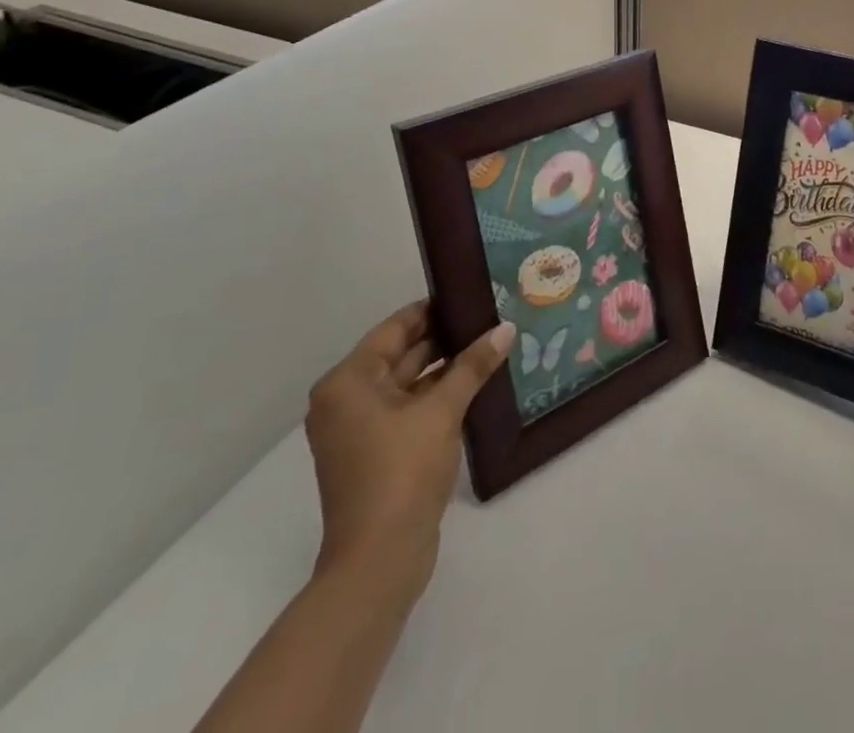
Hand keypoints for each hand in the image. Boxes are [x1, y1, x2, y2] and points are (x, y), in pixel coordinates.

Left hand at [304, 303, 513, 604]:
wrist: (379, 560)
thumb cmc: (402, 471)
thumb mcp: (443, 410)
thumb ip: (474, 365)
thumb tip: (506, 328)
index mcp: (348, 382)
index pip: (396, 327)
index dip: (435, 309)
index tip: (474, 293)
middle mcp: (346, 399)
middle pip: (401, 353)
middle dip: (445, 337)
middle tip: (490, 316)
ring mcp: (358, 429)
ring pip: (408, 382)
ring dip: (445, 367)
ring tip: (491, 344)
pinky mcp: (375, 452)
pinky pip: (408, 407)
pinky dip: (437, 395)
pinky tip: (476, 383)